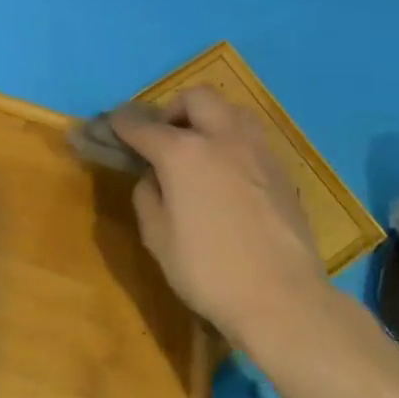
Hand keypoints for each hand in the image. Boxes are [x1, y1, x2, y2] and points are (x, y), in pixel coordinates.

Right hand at [112, 89, 329, 347]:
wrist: (284, 299)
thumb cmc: (210, 272)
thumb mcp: (158, 239)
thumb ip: (147, 197)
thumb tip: (153, 178)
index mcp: (183, 153)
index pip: (144, 126)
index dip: (124, 123)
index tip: (115, 124)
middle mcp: (221, 138)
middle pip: (196, 98)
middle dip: (174, 109)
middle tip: (166, 137)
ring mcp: (256, 150)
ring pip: (231, 109)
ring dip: (209, 118)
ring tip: (201, 147)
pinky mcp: (281, 169)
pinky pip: (251, 136)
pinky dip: (233, 139)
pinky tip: (229, 171)